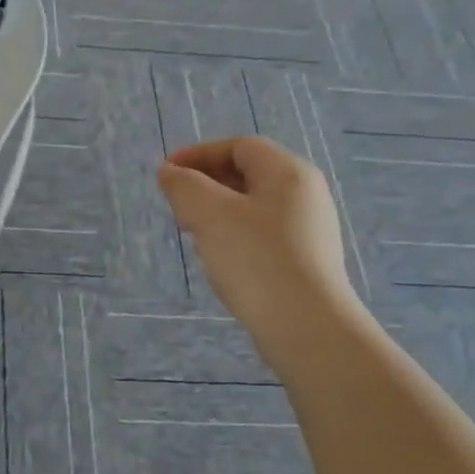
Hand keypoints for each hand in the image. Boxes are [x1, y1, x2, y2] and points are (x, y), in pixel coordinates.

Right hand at [156, 136, 354, 325]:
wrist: (306, 327)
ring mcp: (308, 229)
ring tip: (192, 232)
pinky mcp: (304, 260)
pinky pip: (262, 233)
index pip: (239, 146)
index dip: (198, 153)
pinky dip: (233, 234)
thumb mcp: (210, 215)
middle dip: (206, 183)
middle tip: (176, 204)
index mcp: (289, 172)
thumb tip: (170, 173)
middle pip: (248, 173)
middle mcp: (305, 194)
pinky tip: (219, 258)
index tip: (166, 174)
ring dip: (216, 210)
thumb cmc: (256, 260)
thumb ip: (184, 186)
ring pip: (252, 205)